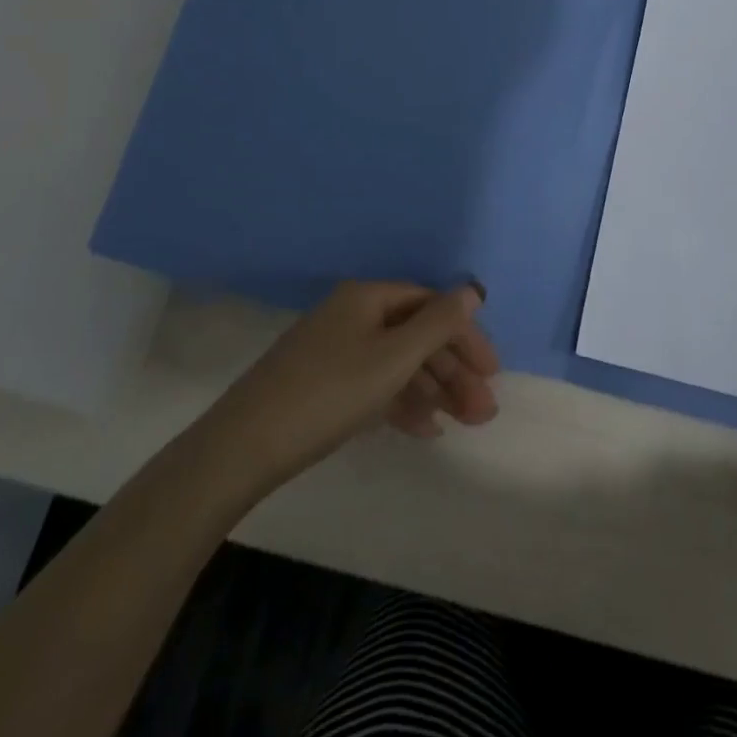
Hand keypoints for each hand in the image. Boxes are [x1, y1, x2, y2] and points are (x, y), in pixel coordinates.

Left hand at [207, 280, 500, 496]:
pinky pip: (374, 383)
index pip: (430, 304)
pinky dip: (402, 402)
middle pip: (415, 334)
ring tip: (463, 423)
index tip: (492, 373)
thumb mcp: (392, 358)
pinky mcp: (322, 383)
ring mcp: (335, 350)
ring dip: (433, 389)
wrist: (244, 446)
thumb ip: (438, 324)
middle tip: (483, 411)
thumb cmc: (328, 394)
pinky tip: (425, 430)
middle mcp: (353, 315)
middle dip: (453, 370)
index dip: (465, 335)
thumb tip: (472, 289)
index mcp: (368, 298)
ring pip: (397, 362)